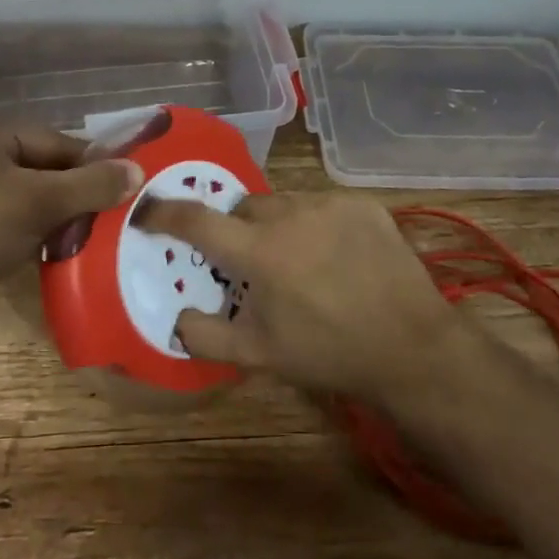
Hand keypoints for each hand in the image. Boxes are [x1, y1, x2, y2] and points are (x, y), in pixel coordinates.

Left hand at [0, 114, 143, 326]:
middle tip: (99, 223)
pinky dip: (29, 227)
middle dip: (71, 196)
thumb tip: (138, 172)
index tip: (120, 195)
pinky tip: (46, 249)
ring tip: (76, 240)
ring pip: (27, 192)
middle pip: (43, 166)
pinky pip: (7, 212)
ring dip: (54, 215)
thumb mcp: (41, 203)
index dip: (91, 170)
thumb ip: (92, 185)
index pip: (57, 142)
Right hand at [133, 192, 471, 403]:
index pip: (196, 220)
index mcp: (259, 251)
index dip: (164, 213)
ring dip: (277, 224)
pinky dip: (315, 223)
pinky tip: (334, 254)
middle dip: (236, 229)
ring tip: (298, 259)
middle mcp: (289, 215)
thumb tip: (176, 318)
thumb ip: (206, 336)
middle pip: (243, 208)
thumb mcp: (260, 356)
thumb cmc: (329, 352)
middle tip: (250, 262)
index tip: (148, 212)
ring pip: (282, 202)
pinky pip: (321, 203)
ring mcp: (329, 204)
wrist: (411, 346)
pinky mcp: (362, 203)